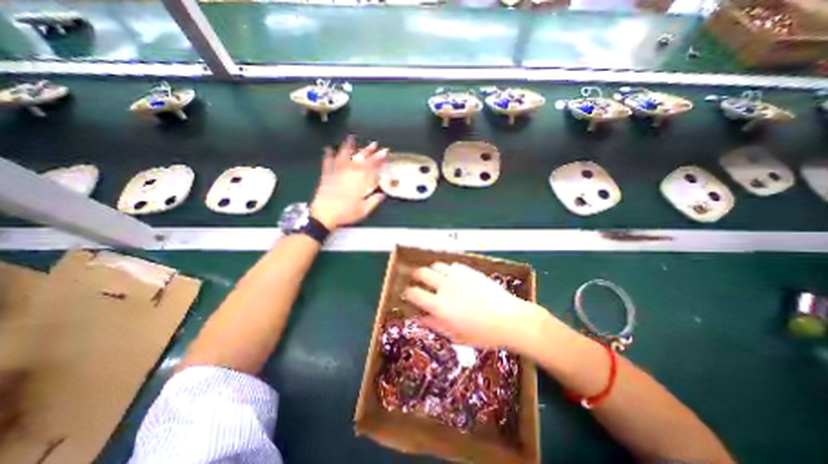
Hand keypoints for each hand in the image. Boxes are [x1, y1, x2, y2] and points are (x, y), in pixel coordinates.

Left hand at [311, 134, 388, 229]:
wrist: (323, 215)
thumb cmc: (345, 213)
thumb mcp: (363, 210)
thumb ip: (374, 201)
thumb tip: (382, 195)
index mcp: (359, 182)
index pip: (371, 167)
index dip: (379, 159)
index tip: (384, 153)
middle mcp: (349, 174)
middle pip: (360, 159)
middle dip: (368, 151)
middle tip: (374, 144)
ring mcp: (336, 172)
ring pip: (344, 156)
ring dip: (348, 146)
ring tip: (351, 137)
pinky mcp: (326, 175)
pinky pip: (327, 161)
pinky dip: (328, 154)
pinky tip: (328, 148)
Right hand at [402, 262, 548, 350]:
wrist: (509, 318)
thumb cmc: (482, 334)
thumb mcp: (456, 335)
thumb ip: (434, 325)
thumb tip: (418, 319)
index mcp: (439, 305)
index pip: (414, 293)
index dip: (408, 292)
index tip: (408, 293)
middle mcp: (444, 286)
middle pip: (421, 273)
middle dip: (415, 276)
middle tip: (417, 281)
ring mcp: (457, 275)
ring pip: (435, 265)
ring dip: (431, 270)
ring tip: (435, 277)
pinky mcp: (468, 270)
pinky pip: (451, 265)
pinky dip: (447, 269)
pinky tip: (452, 277)